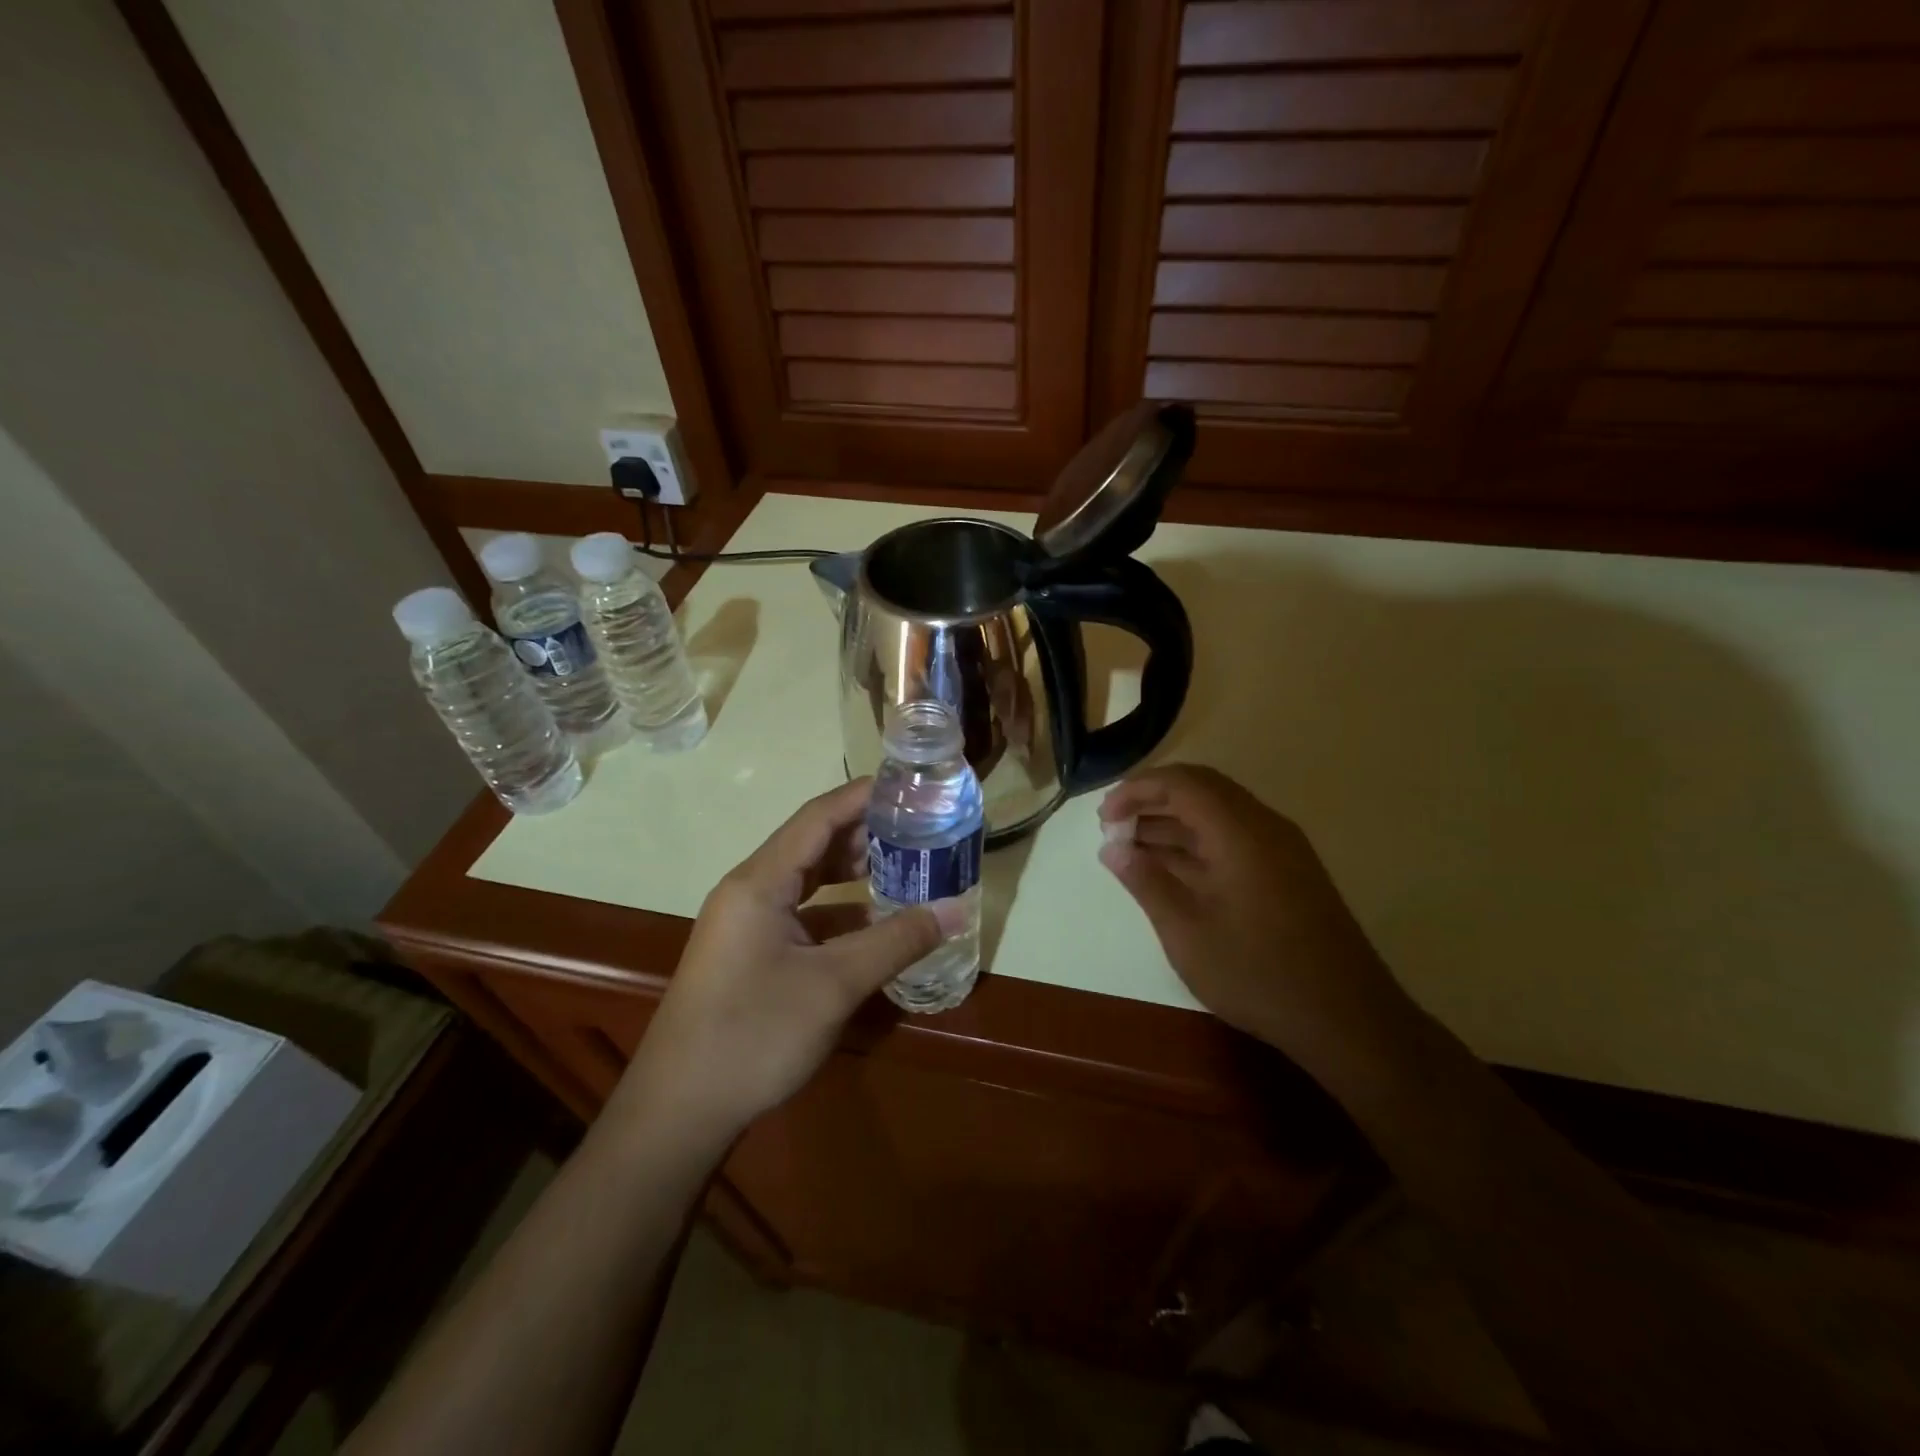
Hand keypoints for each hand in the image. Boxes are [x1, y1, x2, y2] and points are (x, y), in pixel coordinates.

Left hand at [615, 779, 963, 1144]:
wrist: (679, 1111)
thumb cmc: (753, 1034)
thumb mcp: (834, 985)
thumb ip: (896, 941)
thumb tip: (955, 910)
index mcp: (759, 882)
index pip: (817, 818)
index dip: (862, 796)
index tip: (908, 786)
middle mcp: (749, 891)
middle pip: (812, 844)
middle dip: (864, 833)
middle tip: (918, 827)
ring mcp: (746, 924)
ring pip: (806, 881)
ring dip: (851, 873)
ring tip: (905, 865)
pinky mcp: (750, 954)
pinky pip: (801, 916)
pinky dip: (838, 912)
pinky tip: (874, 925)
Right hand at [1098, 765, 1412, 1076]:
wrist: (1348, 1020)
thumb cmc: (1258, 974)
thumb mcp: (1187, 931)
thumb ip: (1147, 882)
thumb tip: (1112, 848)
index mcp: (1240, 832)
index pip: (1182, 783)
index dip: (1137, 790)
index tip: (1104, 817)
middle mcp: (1265, 827)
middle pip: (1202, 790)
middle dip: (1153, 801)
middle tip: (1114, 826)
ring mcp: (1282, 850)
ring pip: (1219, 814)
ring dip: (1174, 823)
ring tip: (1132, 848)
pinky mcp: (1289, 873)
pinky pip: (1235, 838)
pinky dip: (1198, 843)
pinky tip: (1172, 871)